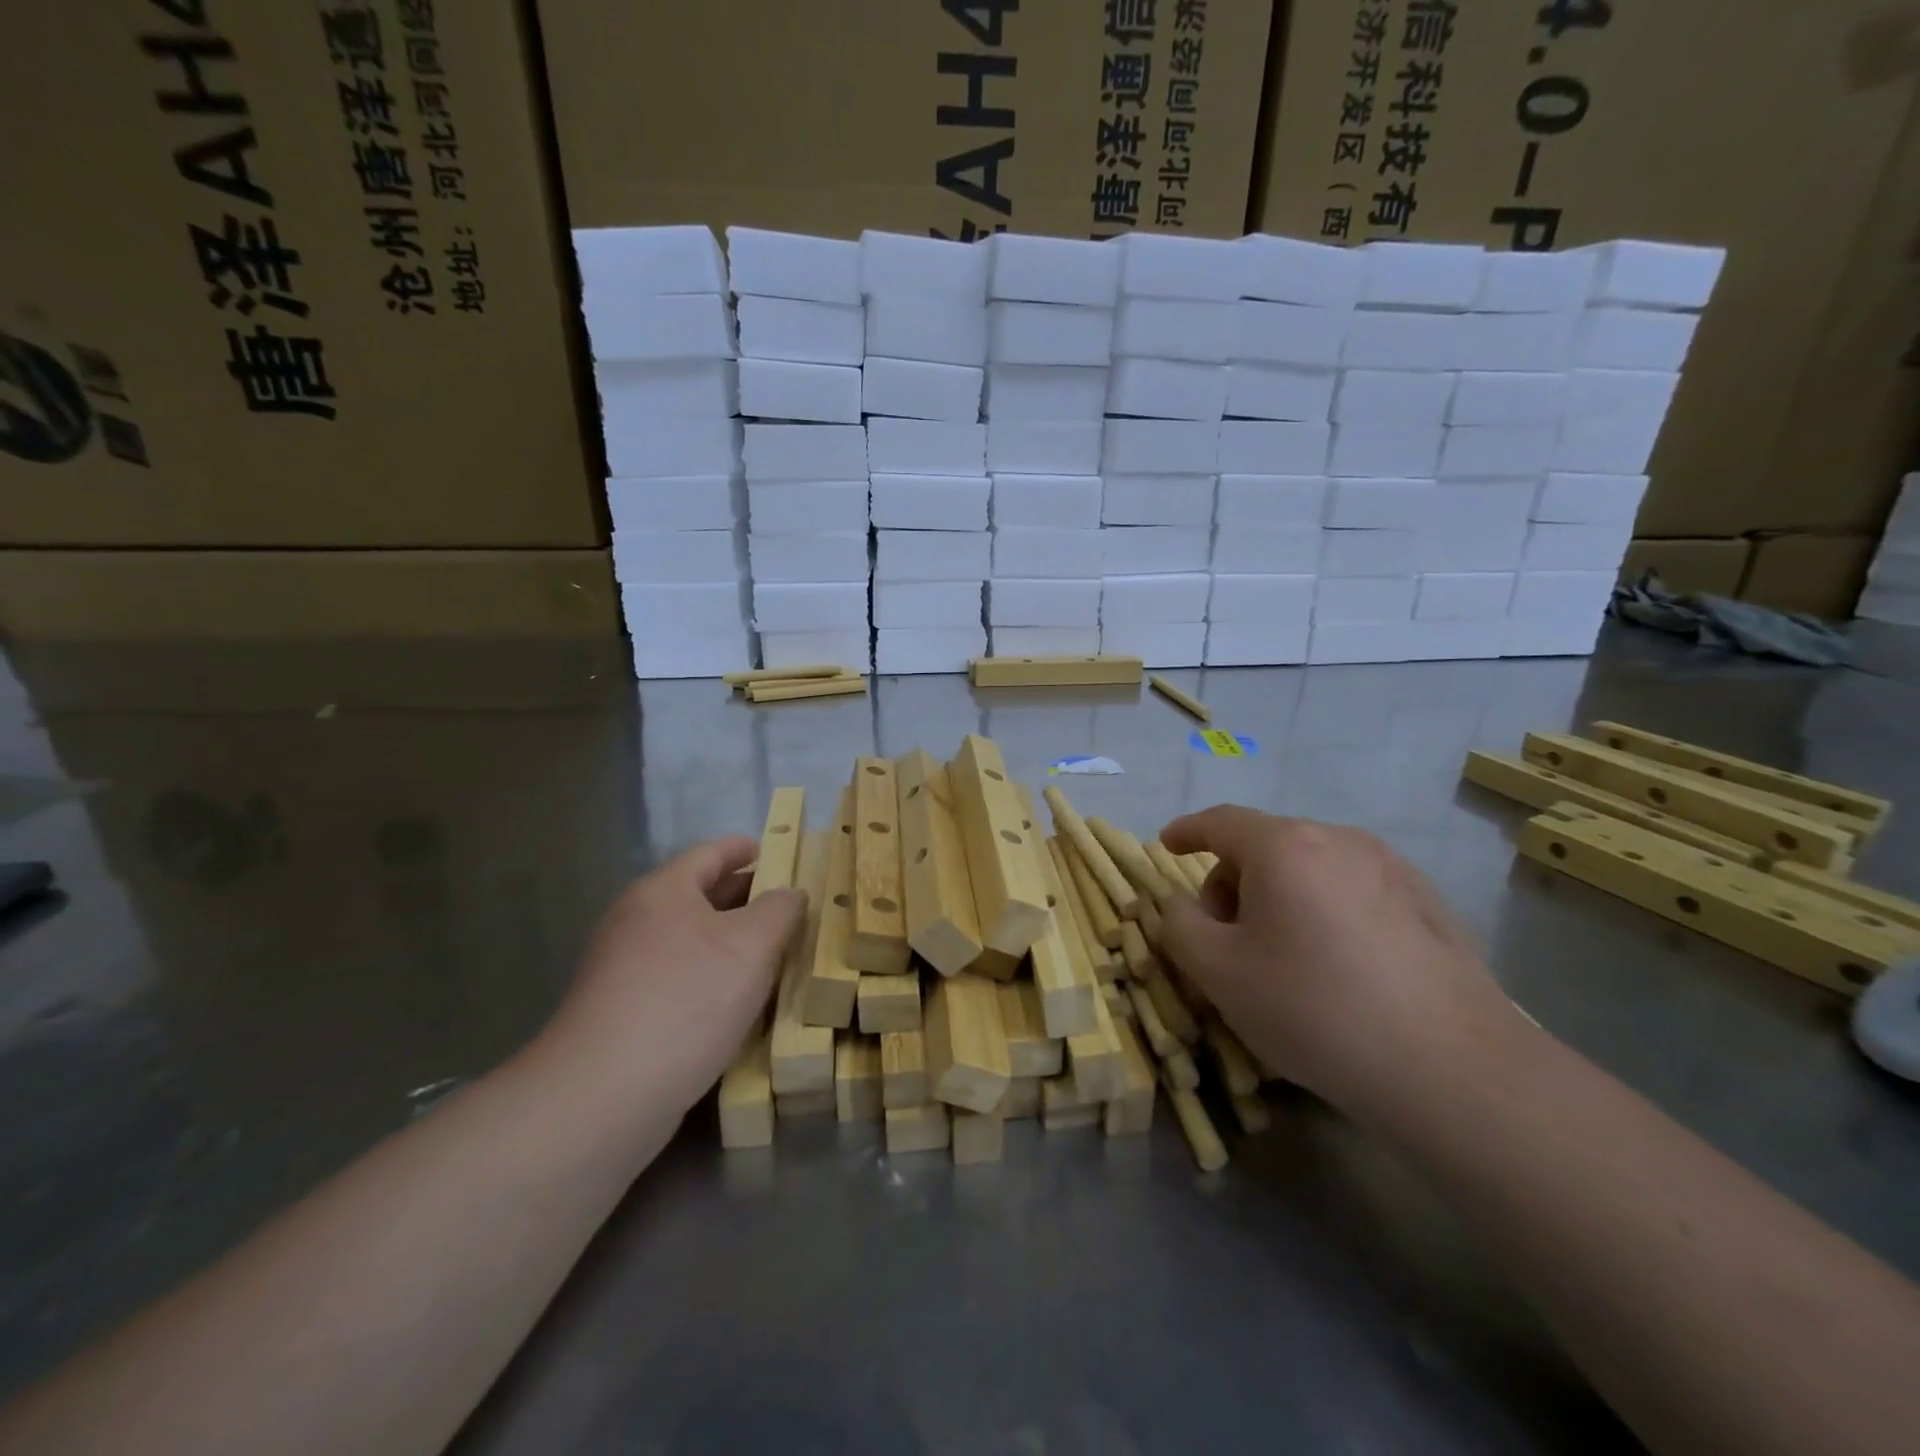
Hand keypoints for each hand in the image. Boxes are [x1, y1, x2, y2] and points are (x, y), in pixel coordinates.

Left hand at [538, 837, 805, 1115]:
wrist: (604, 1093)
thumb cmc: (687, 999)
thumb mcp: (752, 945)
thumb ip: (780, 910)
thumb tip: (790, 894)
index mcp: (663, 892)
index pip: (709, 854)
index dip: (743, 849)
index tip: (771, 850)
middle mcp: (636, 922)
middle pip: (697, 895)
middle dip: (743, 897)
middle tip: (785, 904)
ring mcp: (622, 969)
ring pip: (688, 940)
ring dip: (729, 941)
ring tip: (772, 952)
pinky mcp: (621, 1013)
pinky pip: (677, 977)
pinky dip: (710, 976)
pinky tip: (736, 1000)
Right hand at [1159, 807, 1523, 1118]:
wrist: (1449, 1068)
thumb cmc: (1313, 1008)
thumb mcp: (1218, 972)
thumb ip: (1179, 925)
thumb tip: (1182, 904)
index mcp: (1284, 846)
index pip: (1220, 822)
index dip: (1187, 831)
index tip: (1167, 844)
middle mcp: (1339, 840)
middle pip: (1265, 847)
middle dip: (1232, 883)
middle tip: (1226, 941)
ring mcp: (1391, 868)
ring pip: (1311, 868)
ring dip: (1279, 898)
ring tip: (1283, 958)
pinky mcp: (1428, 903)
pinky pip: (1352, 891)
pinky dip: (1324, 911)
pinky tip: (1338, 967)